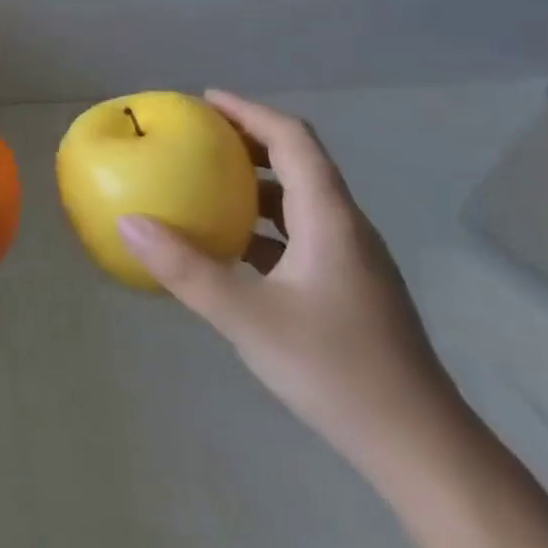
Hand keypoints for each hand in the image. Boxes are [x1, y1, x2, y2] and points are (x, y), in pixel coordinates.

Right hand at [117, 90, 470, 483]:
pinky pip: (300, 235)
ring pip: (300, 200)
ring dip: (255, 183)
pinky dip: (263, 225)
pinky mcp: (349, 289)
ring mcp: (352, 261)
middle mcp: (346, 228)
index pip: (293, 140)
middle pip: (299, 163)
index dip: (250, 111)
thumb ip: (185, 269)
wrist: (419, 447)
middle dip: (248, 141)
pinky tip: (232, 249)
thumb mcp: (247, 317)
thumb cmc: (335, 370)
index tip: (205, 100)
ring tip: (207, 184)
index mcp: (330, 219)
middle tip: (197, 137)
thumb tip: (128, 223)